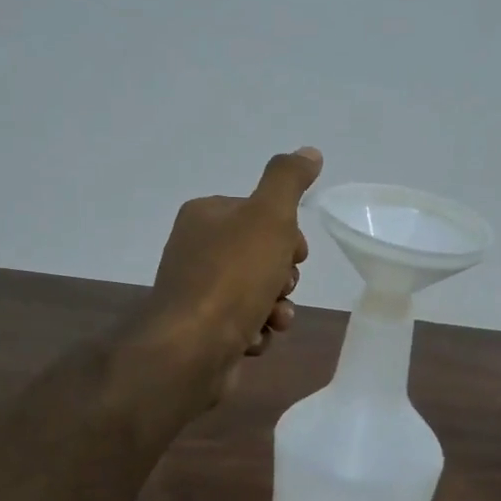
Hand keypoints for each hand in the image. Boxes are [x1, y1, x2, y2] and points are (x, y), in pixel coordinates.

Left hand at [138, 147, 321, 404]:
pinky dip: (255, 333)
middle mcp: (196, 249)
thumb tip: (309, 152)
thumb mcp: (268, 216)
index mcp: (205, 215)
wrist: (192, 348)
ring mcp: (197, 292)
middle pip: (261, 256)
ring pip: (256, 293)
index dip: (288, 235)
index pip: (261, 214)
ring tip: (272, 319)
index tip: (296, 254)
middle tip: (280, 288)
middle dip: (282, 277)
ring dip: (275, 308)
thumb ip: (288, 180)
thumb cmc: (233, 276)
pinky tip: (252, 340)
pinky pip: (242, 325)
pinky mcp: (201, 330)